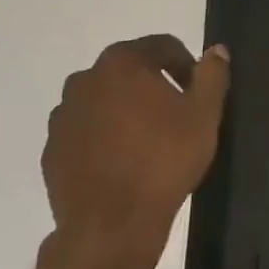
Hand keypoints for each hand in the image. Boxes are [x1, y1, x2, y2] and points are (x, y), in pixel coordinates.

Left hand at [40, 35, 229, 268]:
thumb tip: (216, 50)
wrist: (112, 223)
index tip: (200, 92)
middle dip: (154, 85)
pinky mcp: (53, 150)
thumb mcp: (204, 115)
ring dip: (128, 111)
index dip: (186, 64)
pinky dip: (107, 137)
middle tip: (179, 115)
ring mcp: (63, 117)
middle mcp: (84, 81)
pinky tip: (128, 162)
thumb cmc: (165, 160)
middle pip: (129, 71)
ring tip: (152, 141)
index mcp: (121, 65)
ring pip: (105, 101)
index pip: (161, 46)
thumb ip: (212, 75)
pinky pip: (87, 132)